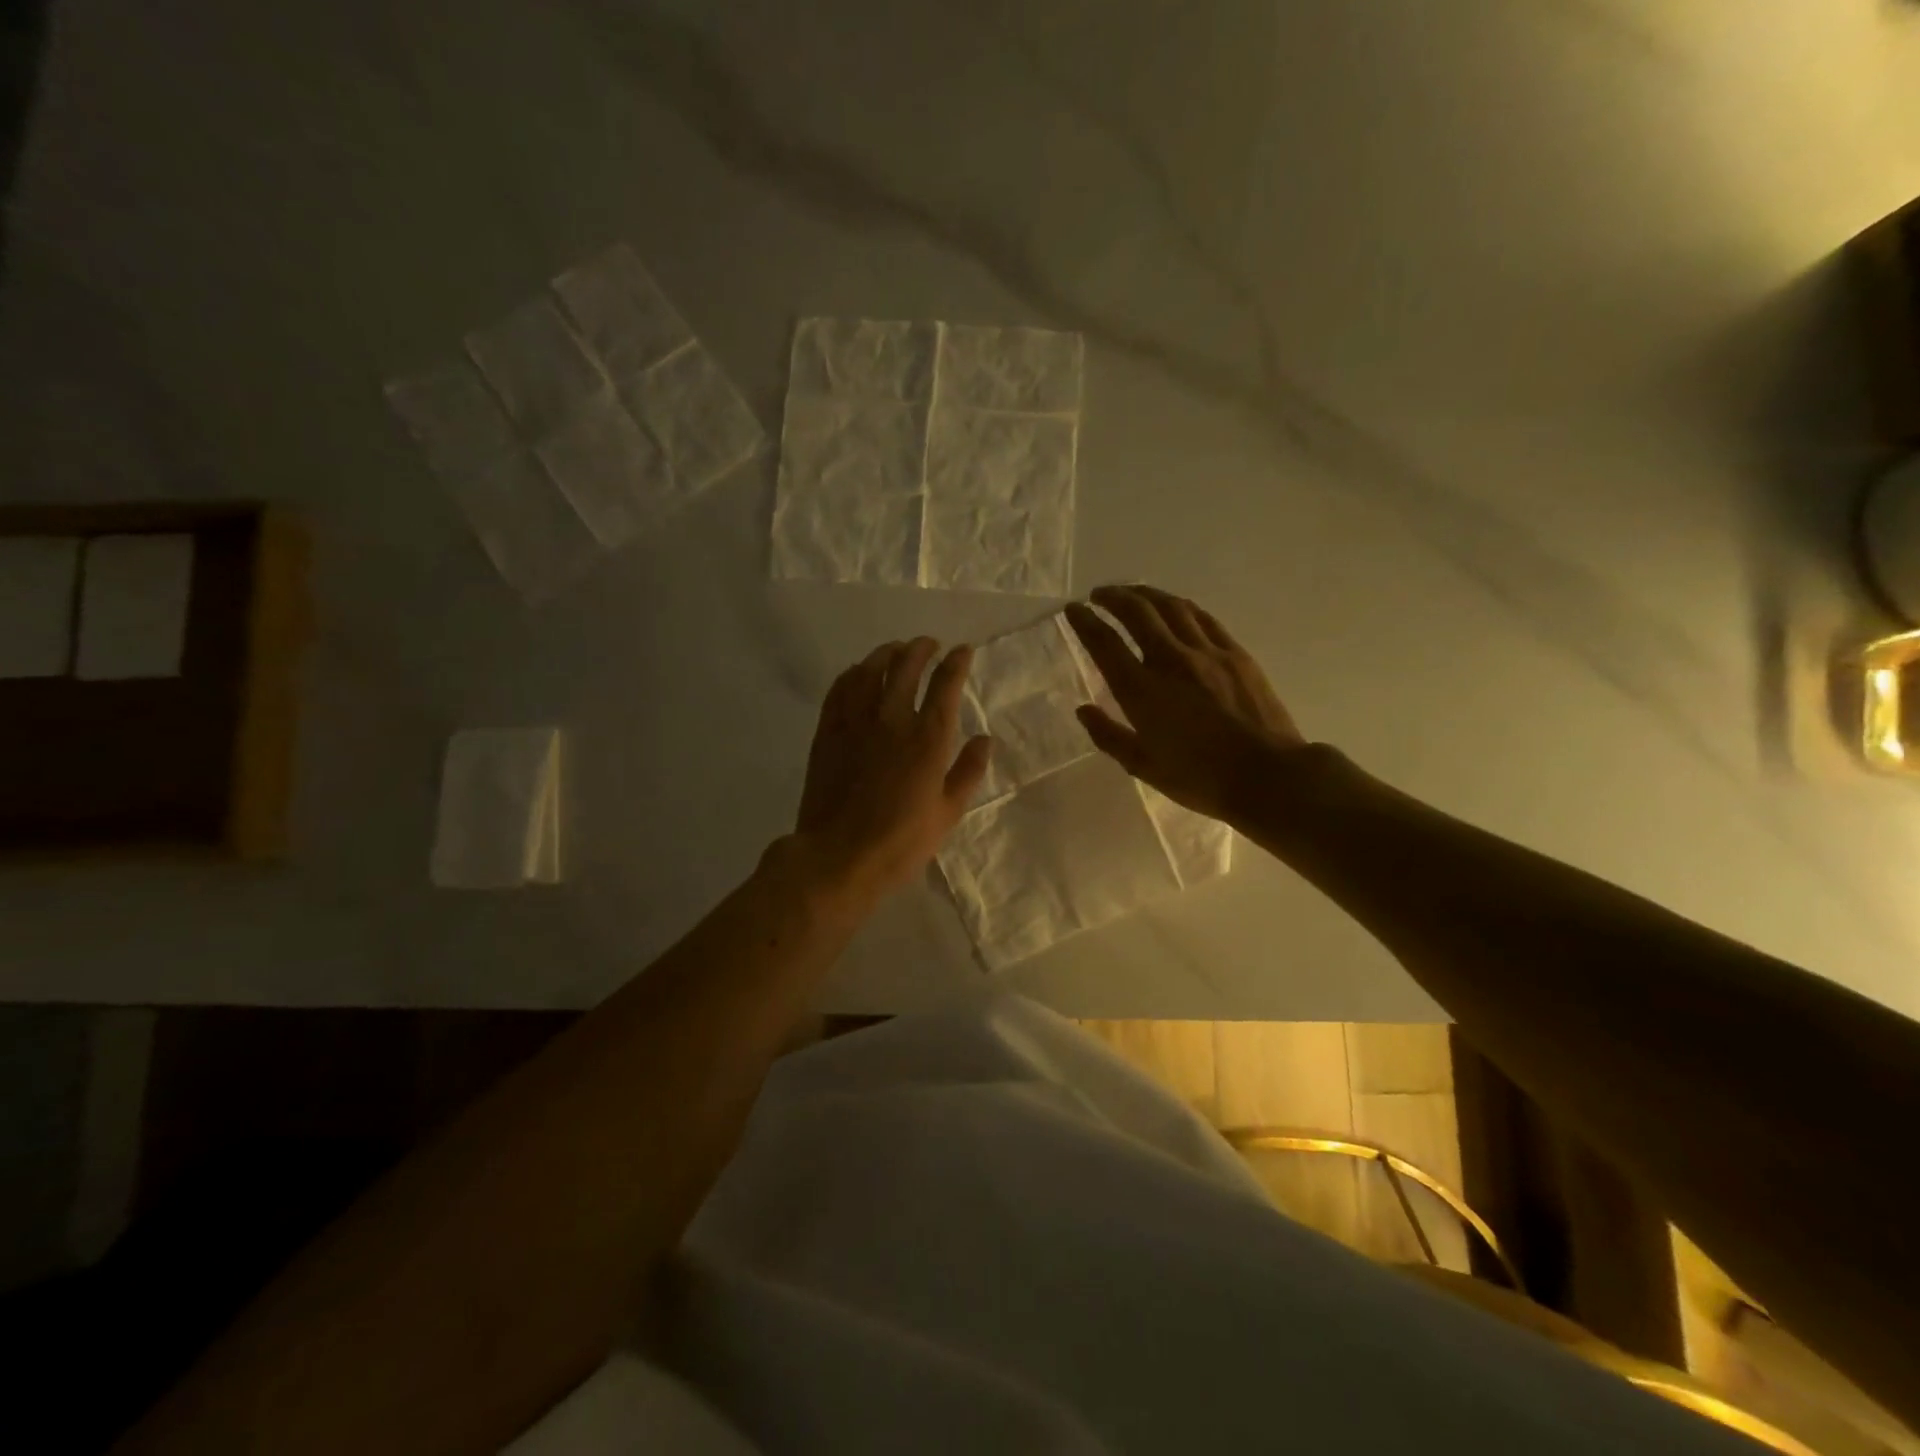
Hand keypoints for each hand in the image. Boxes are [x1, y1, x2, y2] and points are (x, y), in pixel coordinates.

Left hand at [794, 638, 992, 902]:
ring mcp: (855, 722)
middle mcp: (892, 719)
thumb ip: (968, 771)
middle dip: (921, 648)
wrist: (838, 856)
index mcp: (928, 738)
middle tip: (929, 644)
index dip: (956, 662)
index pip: (946, 684)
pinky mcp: (828, 731)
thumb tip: (986, 739)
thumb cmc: (900, 842)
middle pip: (906, 666)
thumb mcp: (948, 813)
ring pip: (870, 670)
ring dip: (886, 653)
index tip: (963, 651)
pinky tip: (858, 672)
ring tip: (896, 649)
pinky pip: (840, 689)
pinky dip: (853, 673)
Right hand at [1065, 585, 1306, 822]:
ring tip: (1131, 592)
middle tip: (1099, 594)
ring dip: (1145, 593)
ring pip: (1170, 607)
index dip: (1085, 622)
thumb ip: (1108, 735)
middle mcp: (1170, 661)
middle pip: (1136, 612)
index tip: (1073, 609)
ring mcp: (1206, 652)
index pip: (1104, 643)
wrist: (1267, 775)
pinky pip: (1201, 617)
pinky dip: (1180, 606)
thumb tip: (1083, 710)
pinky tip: (1173, 606)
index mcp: (1141, 691)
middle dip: (1113, 597)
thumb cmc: (1199, 778)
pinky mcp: (1234, 653)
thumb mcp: (1143, 766)